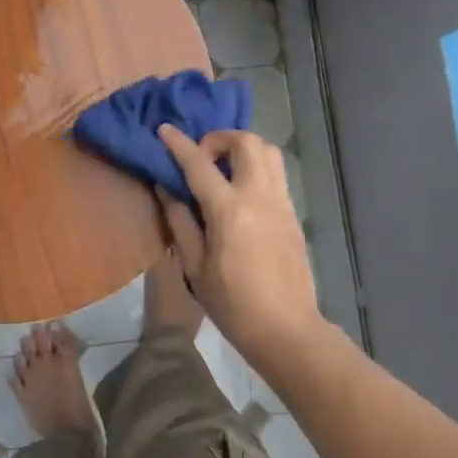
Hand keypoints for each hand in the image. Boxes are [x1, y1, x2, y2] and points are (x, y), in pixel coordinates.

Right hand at [156, 125, 324, 360]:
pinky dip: (256, 166)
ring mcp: (282, 202)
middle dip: (219, 138)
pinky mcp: (293, 213)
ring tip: (223, 168)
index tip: (164, 129)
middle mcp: (260, 196)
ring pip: (268, 151)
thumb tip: (166, 188)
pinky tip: (240, 190)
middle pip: (246, 142)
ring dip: (242, 148)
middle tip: (201, 157)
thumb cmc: (232, 304)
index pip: (199, 164)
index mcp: (230, 210)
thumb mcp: (195, 266)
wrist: (285, 328)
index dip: (179, 144)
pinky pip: (275, 173)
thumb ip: (180, 221)